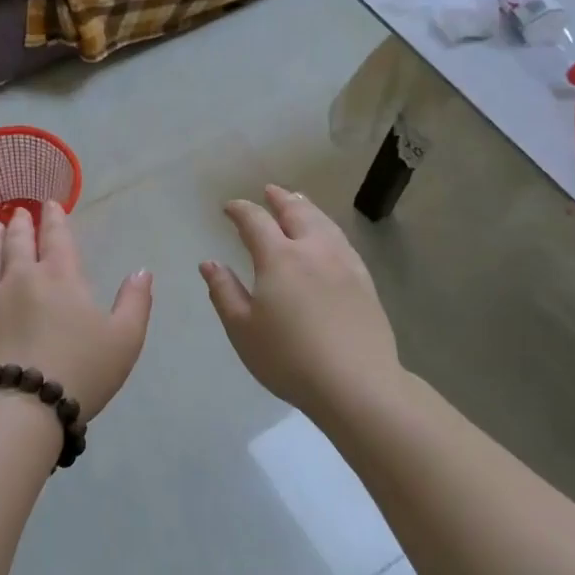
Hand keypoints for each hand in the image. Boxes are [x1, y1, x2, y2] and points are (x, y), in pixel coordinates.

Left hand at [0, 201, 151, 423]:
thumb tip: (142, 271)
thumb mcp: (125, 338)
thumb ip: (135, 302)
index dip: (56, 218)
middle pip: (21, 244)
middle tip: (19, 211)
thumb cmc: (81, 370)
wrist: (24, 406)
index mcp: (61, 277)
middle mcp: (23, 279)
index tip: (51, 203)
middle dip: (22, 224)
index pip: (58, 237)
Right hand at [202, 185, 400, 422]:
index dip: (240, 210)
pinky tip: (328, 236)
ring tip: (298, 200)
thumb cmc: (289, 358)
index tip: (228, 208)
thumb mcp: (242, 329)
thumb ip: (224, 291)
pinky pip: (342, 240)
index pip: (255, 222)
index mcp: (279, 258)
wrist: (356, 384)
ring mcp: (344, 263)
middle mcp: (313, 250)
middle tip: (269, 190)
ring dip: (307, 207)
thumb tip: (209, 263)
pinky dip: (328, 227)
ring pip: (324, 223)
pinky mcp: (364, 281)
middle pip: (296, 212)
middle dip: (279, 198)